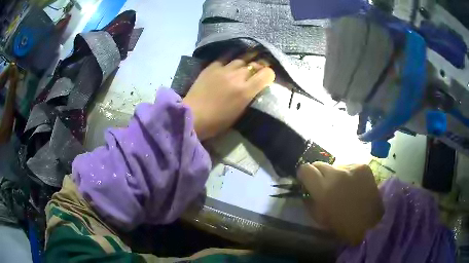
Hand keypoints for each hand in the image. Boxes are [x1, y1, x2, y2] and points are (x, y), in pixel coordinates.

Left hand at [183, 59, 274, 139]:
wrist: (193, 116)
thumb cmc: (217, 122)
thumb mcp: (239, 112)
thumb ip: (249, 97)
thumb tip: (254, 87)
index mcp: (245, 91)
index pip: (266, 74)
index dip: (270, 74)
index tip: (268, 77)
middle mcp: (237, 77)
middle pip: (255, 64)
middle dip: (260, 65)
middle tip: (261, 66)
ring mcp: (223, 69)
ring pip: (242, 58)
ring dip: (248, 58)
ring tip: (251, 57)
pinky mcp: (212, 67)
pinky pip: (225, 56)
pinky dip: (232, 56)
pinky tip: (234, 56)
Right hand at [298, 162, 383, 245]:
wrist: (371, 223)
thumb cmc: (342, 225)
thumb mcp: (319, 217)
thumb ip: (309, 200)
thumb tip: (305, 187)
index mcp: (324, 190)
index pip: (305, 169)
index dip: (303, 175)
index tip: (306, 181)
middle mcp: (337, 174)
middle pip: (319, 163)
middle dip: (318, 173)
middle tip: (324, 184)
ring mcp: (352, 167)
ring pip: (335, 165)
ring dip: (335, 174)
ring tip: (343, 187)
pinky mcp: (363, 166)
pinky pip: (348, 166)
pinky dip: (348, 174)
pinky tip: (354, 185)